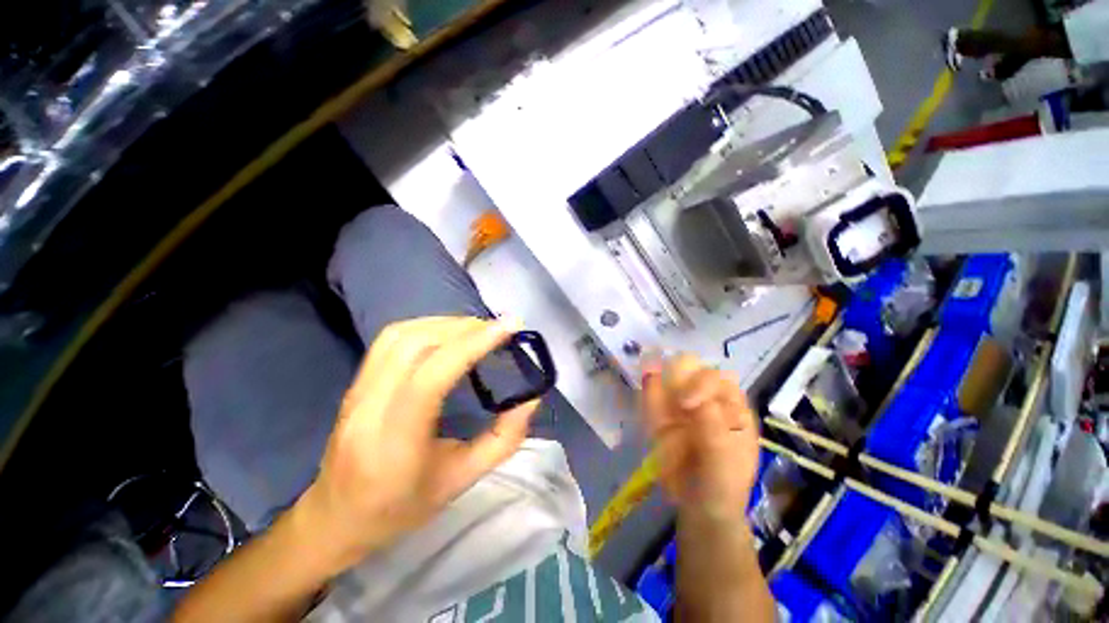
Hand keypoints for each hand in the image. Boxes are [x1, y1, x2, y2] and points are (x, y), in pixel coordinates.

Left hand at [293, 316, 538, 572]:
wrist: (336, 518)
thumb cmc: (402, 508)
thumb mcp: (461, 481)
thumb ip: (502, 440)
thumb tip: (531, 399)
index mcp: (396, 443)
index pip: (432, 376)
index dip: (473, 344)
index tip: (508, 327)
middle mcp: (369, 409)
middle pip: (416, 345)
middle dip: (464, 328)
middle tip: (498, 329)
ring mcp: (356, 391)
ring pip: (401, 335)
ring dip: (445, 323)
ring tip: (477, 329)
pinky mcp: (355, 382)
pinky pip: (390, 339)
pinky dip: (426, 326)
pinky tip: (447, 334)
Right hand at [641, 354, 759, 523]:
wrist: (699, 511)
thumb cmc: (721, 487)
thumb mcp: (723, 465)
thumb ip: (714, 435)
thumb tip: (698, 402)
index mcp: (733, 412)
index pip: (721, 383)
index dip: (703, 385)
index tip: (685, 404)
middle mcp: (709, 404)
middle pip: (694, 376)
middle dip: (680, 374)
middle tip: (666, 387)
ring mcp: (685, 410)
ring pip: (673, 383)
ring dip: (662, 374)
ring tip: (650, 366)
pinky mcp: (665, 419)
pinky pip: (656, 401)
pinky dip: (650, 391)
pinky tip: (646, 379)